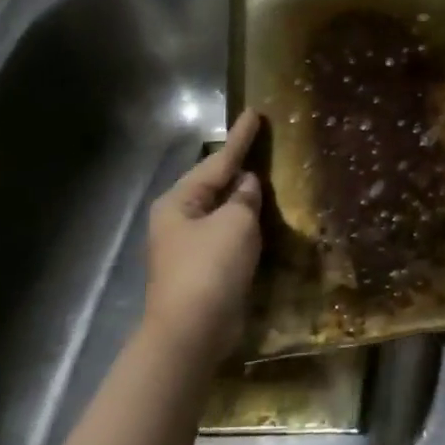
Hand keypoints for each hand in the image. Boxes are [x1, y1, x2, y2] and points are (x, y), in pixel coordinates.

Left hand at [143, 110, 262, 364]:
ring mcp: (188, 245)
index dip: (240, 137)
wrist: (191, 332)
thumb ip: (244, 197)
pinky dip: (244, 222)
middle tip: (262, 142)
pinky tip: (262, 216)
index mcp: (180, 201)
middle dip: (238, 166)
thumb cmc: (210, 268)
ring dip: (243, 195)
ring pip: (221, 209)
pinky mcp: (203, 268)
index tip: (254, 113)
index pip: (218, 161)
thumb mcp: (235, 223)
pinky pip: (227, 233)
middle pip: (214, 184)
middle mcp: (178, 219)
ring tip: (266, 174)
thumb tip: (247, 185)